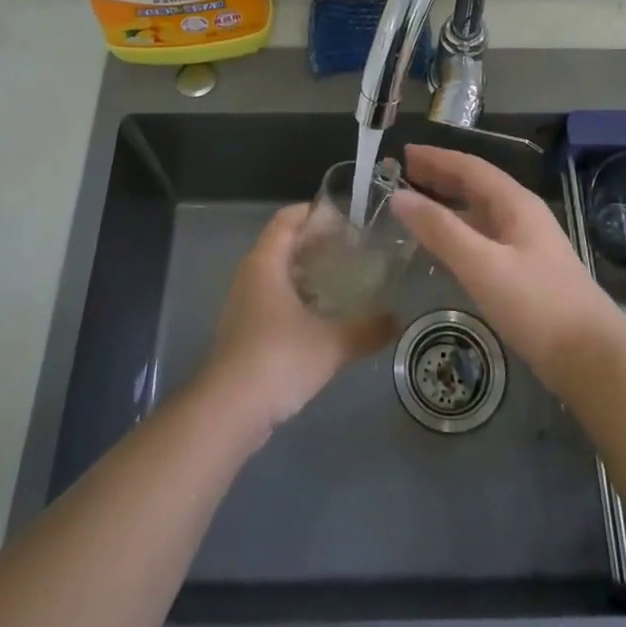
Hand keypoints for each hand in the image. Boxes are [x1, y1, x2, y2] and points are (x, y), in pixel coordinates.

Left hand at [202, 204, 395, 436]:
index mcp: (265, 262)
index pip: (288, 219)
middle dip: (318, 244)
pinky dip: (299, 300)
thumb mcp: (331, 343)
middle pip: (284, 244)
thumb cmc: (277, 360)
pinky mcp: (245, 333)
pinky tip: (325, 318)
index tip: (348, 220)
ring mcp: (244, 305)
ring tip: (346, 281)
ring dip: (309, 274)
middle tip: (355, 250)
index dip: (315, 213)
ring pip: (279, 275)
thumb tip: (397, 319)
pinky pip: (275, 301)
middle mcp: (250, 276)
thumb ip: (367, 329)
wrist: (228, 413)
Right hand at [390, 145, 625, 396]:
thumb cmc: (537, 305)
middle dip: (439, 177)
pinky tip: (441, 248)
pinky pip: (482, 239)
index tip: (403, 152)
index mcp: (516, 203)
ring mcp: (525, 245)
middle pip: (475, 186)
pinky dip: (457, 234)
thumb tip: (398, 197)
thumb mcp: (483, 265)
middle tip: (402, 175)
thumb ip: (440, 230)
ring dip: (447, 206)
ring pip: (479, 214)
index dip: (436, 157)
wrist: (591, 357)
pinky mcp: (524, 272)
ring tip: (413, 207)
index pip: (470, 167)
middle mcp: (521, 216)